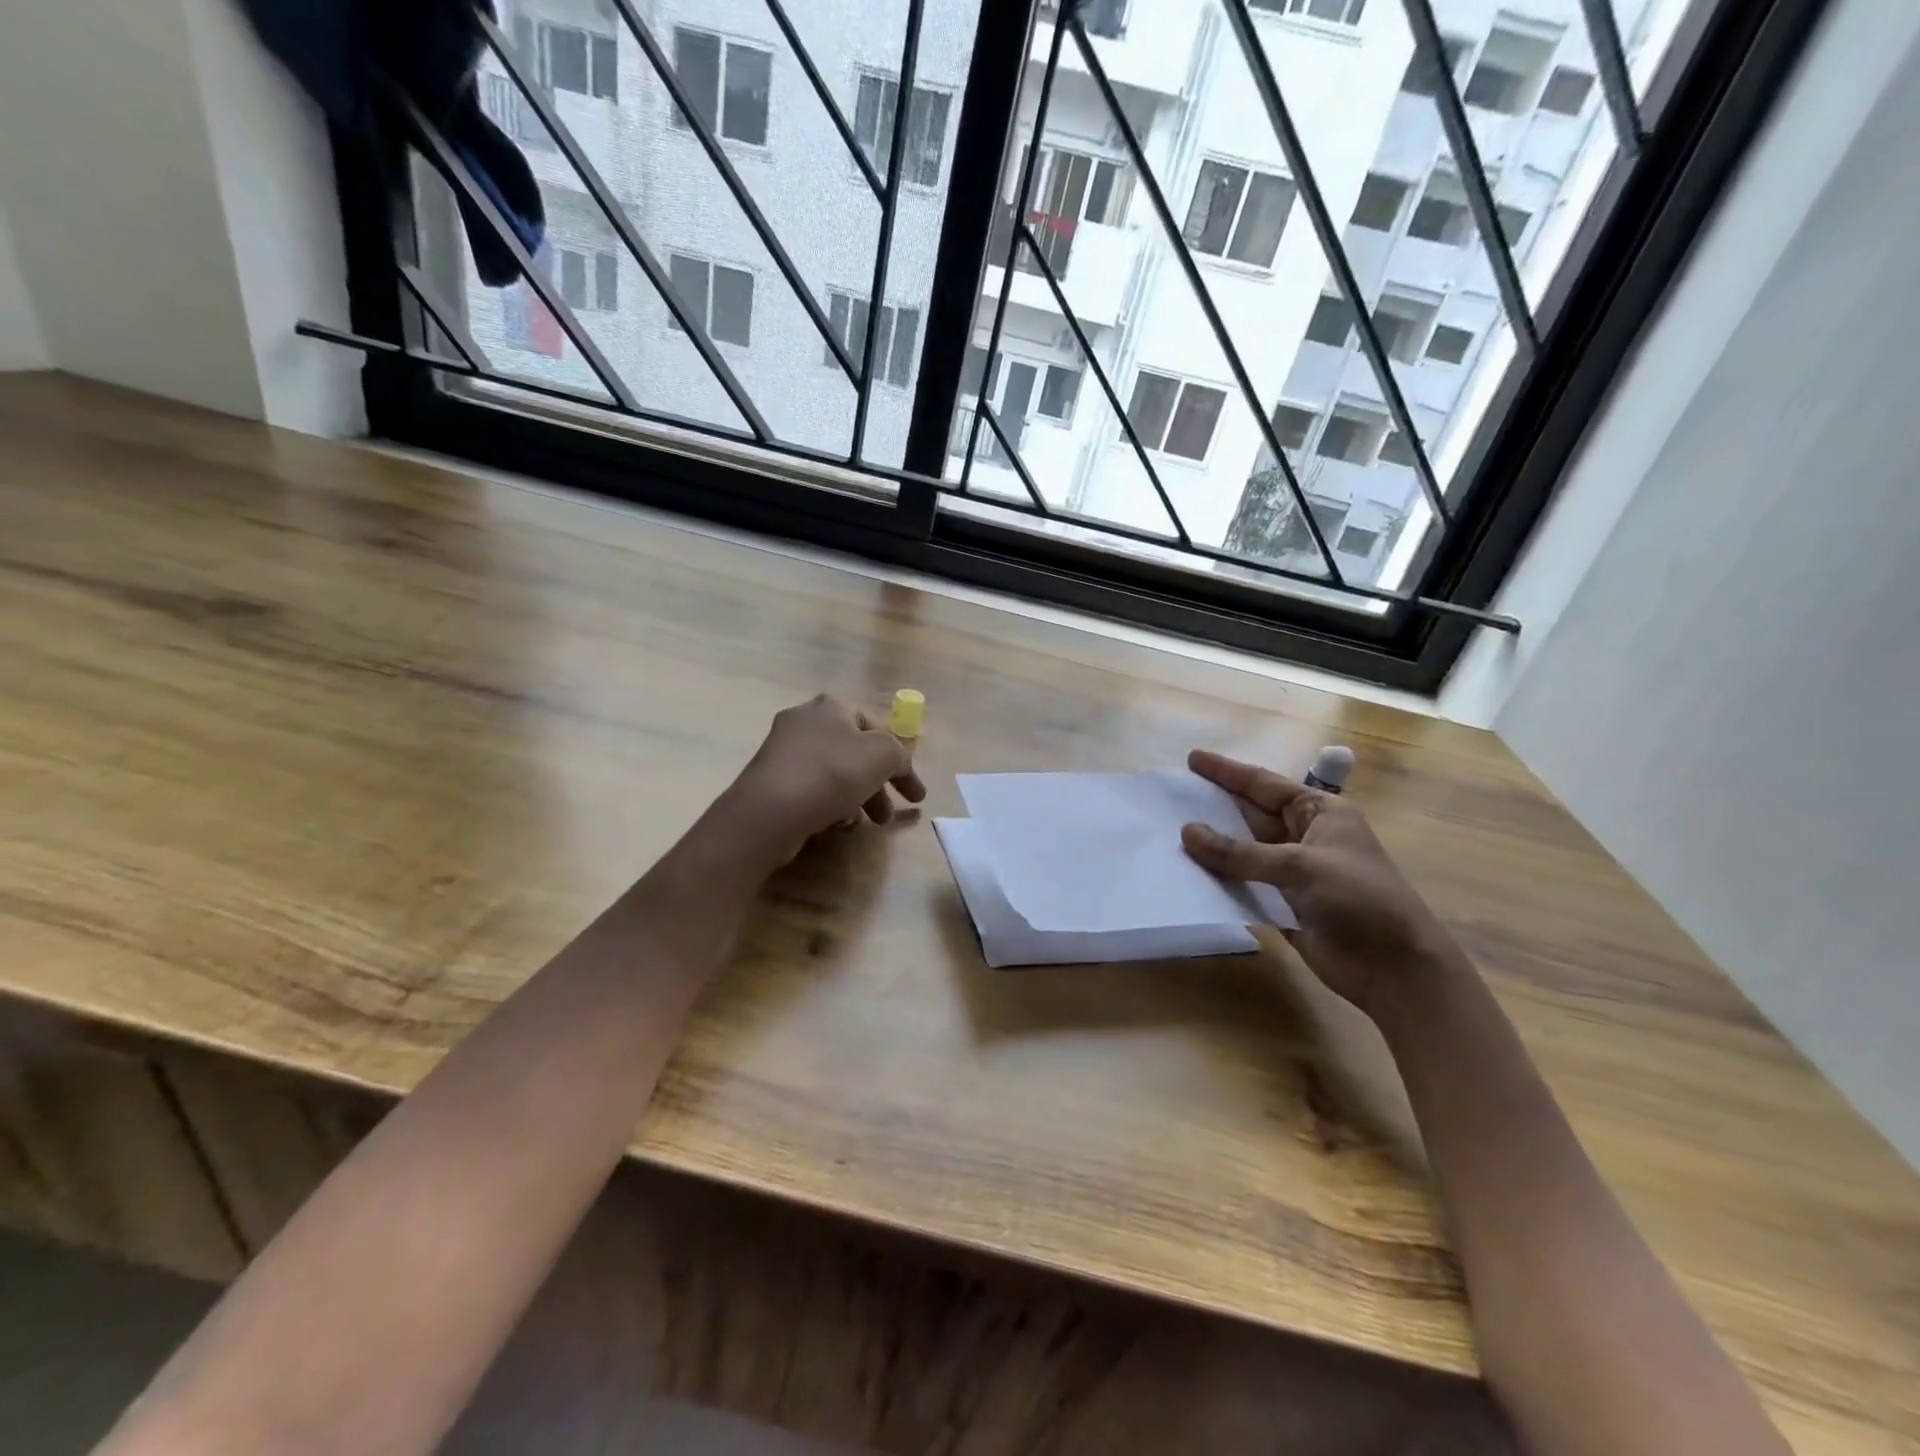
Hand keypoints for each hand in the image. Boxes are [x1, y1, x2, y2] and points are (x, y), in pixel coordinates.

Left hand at [728, 694, 926, 862]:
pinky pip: (810, 790)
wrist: (771, 810)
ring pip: (833, 774)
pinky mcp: (769, 780)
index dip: (901, 763)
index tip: (914, 797)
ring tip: (861, 825)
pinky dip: (827, 805)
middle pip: (854, 754)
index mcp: (831, 706)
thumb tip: (897, 765)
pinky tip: (834, 825)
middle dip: (877, 786)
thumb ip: (899, 755)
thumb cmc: (832, 773)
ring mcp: (782, 751)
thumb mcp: (883, 756)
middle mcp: (804, 721)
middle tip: (886, 817)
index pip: (876, 729)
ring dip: (855, 798)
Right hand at [1179, 749, 1460, 1020]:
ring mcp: (1292, 873)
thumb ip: (1241, 853)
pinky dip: (1218, 879)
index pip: (1264, 784)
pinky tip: (1187, 874)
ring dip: (1211, 845)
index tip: (1191, 759)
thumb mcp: (1301, 866)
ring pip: (1242, 851)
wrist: (1396, 970)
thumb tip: (1187, 832)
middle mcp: (1303, 837)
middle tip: (1171, 796)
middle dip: (1214, 805)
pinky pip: (1243, 884)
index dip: (1227, 772)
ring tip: (1168, 832)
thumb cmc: (1360, 900)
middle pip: (1250, 815)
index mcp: (1319, 812)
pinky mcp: (1282, 905)